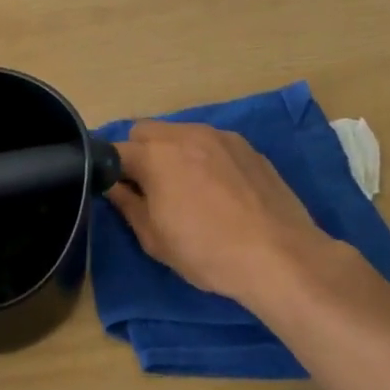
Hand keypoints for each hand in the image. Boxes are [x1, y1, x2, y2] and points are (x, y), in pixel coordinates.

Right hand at [108, 120, 327, 308]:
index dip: (109, 172)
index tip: (117, 192)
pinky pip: (210, 143)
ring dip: (171, 153)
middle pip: (145, 132)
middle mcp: (185, 134)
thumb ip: (127, 205)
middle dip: (139, 154)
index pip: (114, 151)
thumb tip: (113, 187)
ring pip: (179, 133)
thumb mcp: (154, 238)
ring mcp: (220, 137)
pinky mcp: (247, 147)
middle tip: (149, 189)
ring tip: (187, 188)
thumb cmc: (207, 252)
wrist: (280, 257)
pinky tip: (218, 189)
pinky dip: (202, 157)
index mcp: (155, 155)